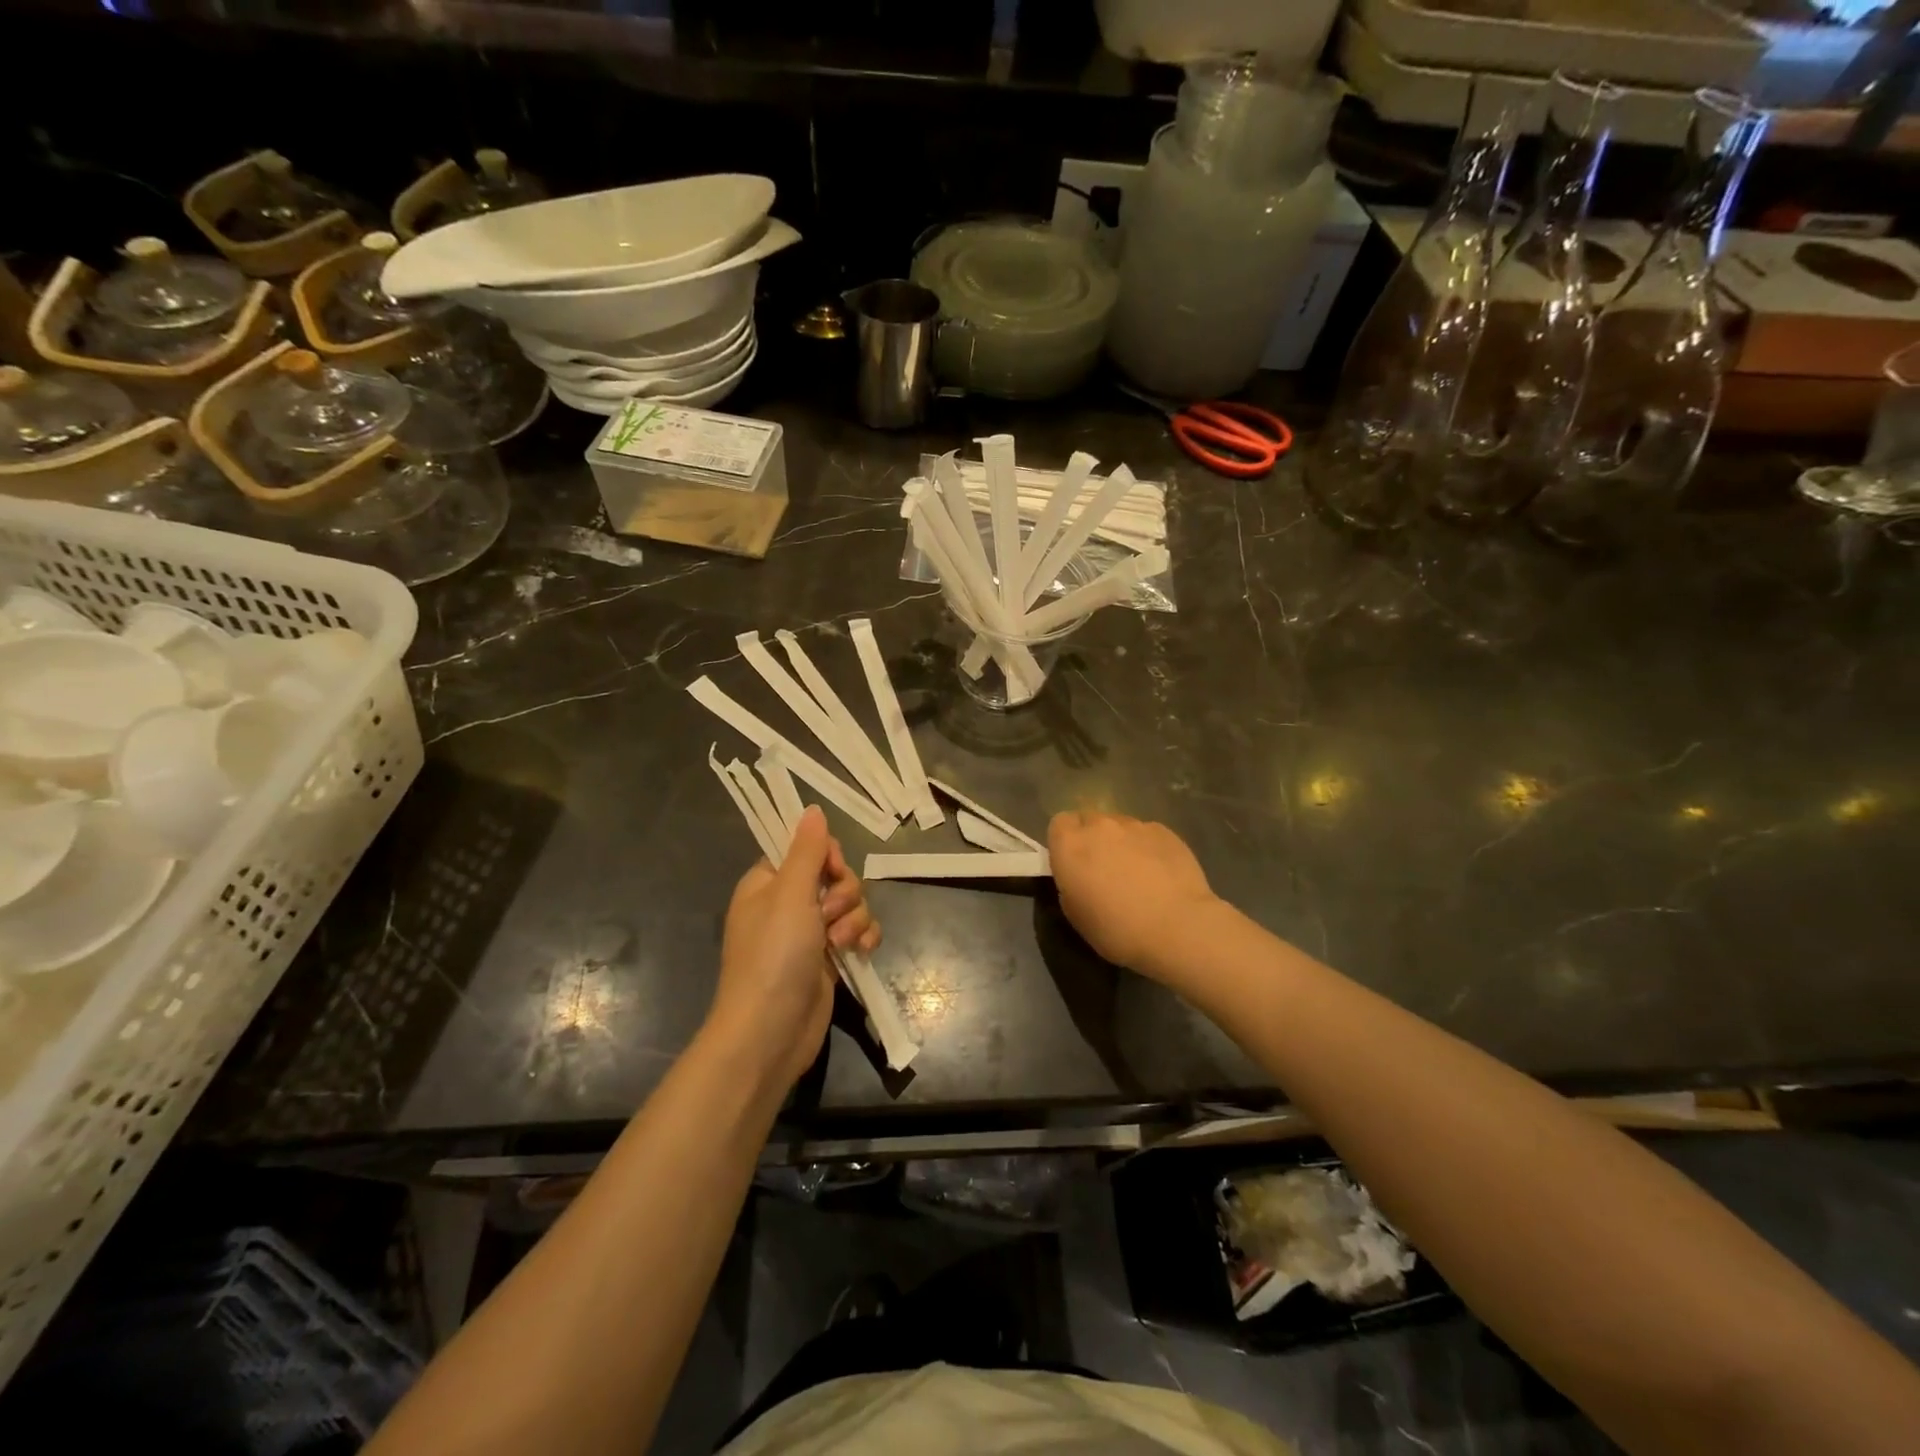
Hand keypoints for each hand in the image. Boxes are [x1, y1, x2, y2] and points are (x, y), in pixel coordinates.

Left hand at [711, 806, 879, 1091]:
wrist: (770, 1032)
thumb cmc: (774, 956)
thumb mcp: (791, 894)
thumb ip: (807, 850)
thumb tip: (812, 809)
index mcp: (768, 883)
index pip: (806, 849)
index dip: (827, 856)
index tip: (832, 871)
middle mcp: (788, 904)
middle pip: (835, 875)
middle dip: (845, 893)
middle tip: (831, 915)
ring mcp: (810, 933)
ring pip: (851, 904)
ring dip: (855, 918)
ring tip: (841, 943)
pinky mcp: (829, 959)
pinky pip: (859, 932)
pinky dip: (864, 938)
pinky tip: (862, 951)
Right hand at [1048, 810, 1219, 977]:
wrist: (1177, 928)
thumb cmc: (1117, 929)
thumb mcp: (1076, 915)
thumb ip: (1070, 883)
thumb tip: (1080, 875)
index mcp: (1070, 845)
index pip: (1059, 823)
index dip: (1065, 841)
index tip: (1073, 863)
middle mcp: (1100, 826)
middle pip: (1090, 821)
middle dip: (1093, 839)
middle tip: (1104, 870)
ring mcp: (1135, 825)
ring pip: (1120, 826)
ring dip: (1122, 843)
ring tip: (1138, 873)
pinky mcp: (1165, 831)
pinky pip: (1147, 834)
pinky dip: (1148, 848)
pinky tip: (1162, 874)